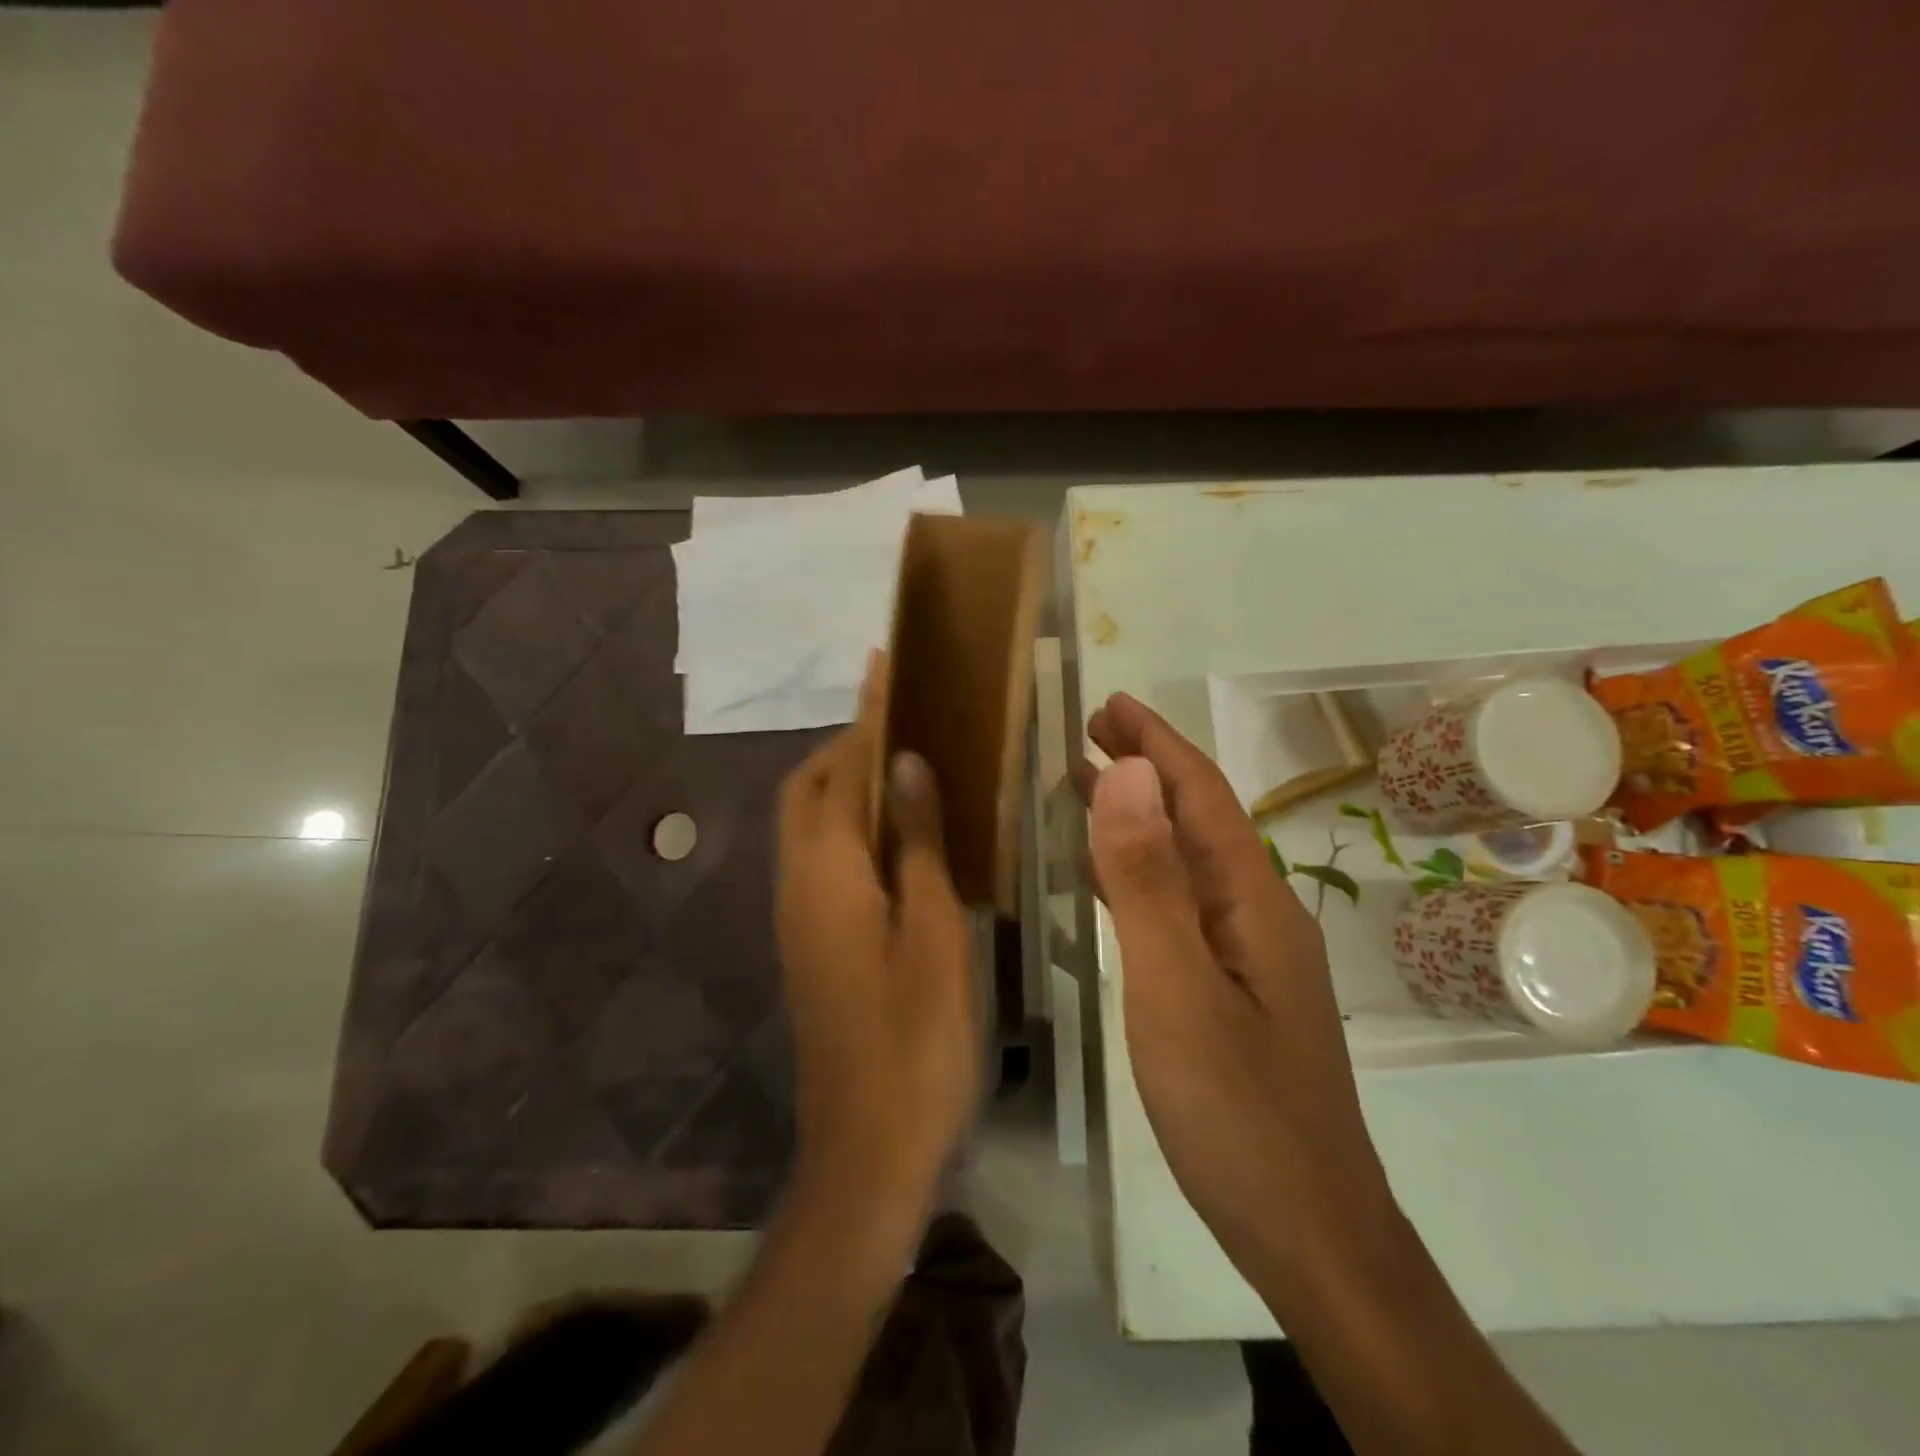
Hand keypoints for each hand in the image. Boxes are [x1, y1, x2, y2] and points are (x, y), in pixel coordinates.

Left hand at [775, 663, 979, 1221]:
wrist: (867, 1146)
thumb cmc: (916, 1037)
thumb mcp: (934, 931)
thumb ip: (918, 842)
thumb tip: (907, 763)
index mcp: (827, 873)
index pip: (842, 769)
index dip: (865, 715)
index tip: (882, 664)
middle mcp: (798, 884)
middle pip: (807, 790)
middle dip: (845, 745)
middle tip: (903, 723)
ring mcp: (797, 917)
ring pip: (809, 824)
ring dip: (844, 784)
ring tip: (903, 766)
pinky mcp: (810, 942)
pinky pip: (821, 858)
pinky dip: (848, 825)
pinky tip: (896, 836)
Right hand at [1079, 693, 1392, 1279]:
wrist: (1311, 1236)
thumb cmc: (1239, 1112)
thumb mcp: (1177, 989)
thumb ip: (1149, 882)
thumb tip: (1129, 774)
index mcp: (1251, 902)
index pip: (1201, 796)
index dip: (1156, 743)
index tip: (1110, 703)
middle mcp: (1256, 915)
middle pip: (1197, 821)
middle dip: (1147, 767)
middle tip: (1090, 732)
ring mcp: (1246, 957)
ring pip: (1186, 863)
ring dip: (1140, 818)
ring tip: (1089, 786)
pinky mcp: (1229, 993)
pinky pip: (1178, 907)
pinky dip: (1140, 875)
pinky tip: (1111, 879)